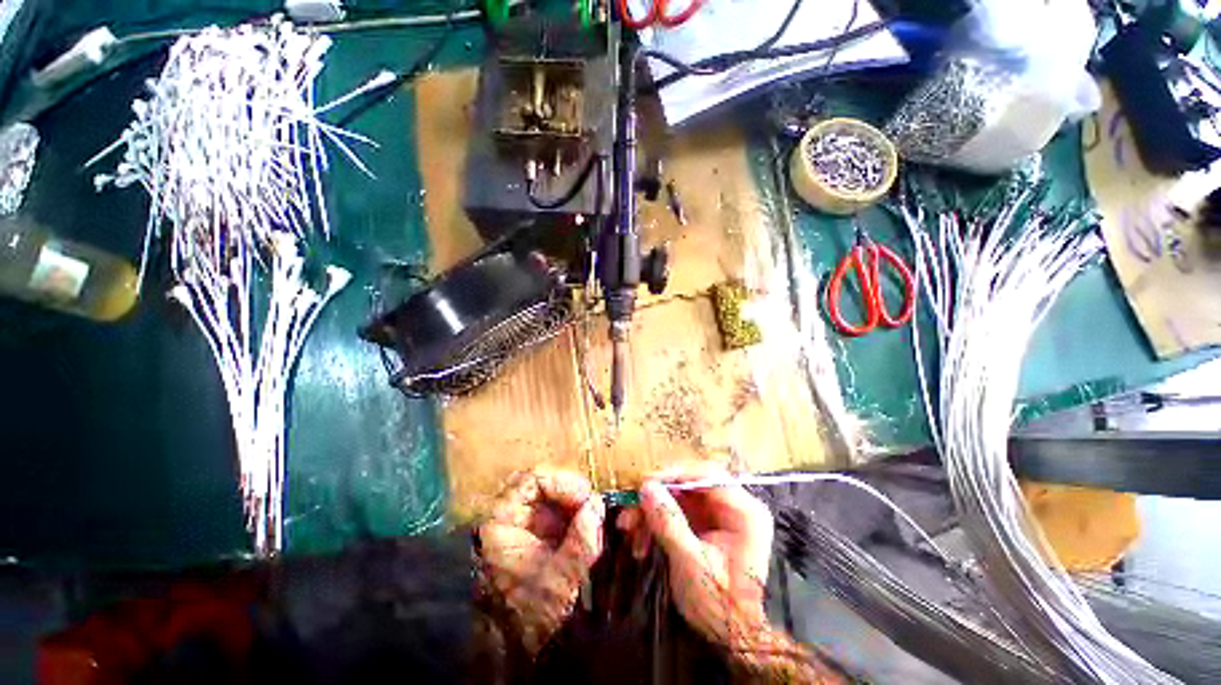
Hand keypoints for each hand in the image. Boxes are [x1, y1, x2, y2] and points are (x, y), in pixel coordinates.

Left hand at [478, 466, 604, 653]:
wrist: (520, 649)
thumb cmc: (531, 615)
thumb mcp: (559, 579)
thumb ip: (580, 540)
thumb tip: (597, 504)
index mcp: (501, 522)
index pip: (531, 480)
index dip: (562, 483)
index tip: (586, 497)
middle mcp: (511, 516)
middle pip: (544, 484)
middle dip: (571, 493)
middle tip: (592, 506)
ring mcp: (526, 523)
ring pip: (554, 496)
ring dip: (577, 505)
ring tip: (593, 522)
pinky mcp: (539, 532)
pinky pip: (560, 511)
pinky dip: (577, 516)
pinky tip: (588, 531)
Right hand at [616, 463, 773, 648]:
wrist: (733, 641)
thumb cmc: (720, 604)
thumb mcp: (691, 563)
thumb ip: (669, 522)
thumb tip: (646, 487)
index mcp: (743, 511)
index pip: (707, 475)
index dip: (675, 475)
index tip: (645, 483)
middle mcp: (732, 507)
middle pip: (689, 487)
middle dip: (657, 498)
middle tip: (630, 508)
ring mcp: (717, 517)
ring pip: (678, 500)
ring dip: (651, 513)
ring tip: (628, 529)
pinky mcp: (704, 528)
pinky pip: (676, 515)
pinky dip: (657, 525)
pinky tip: (641, 543)